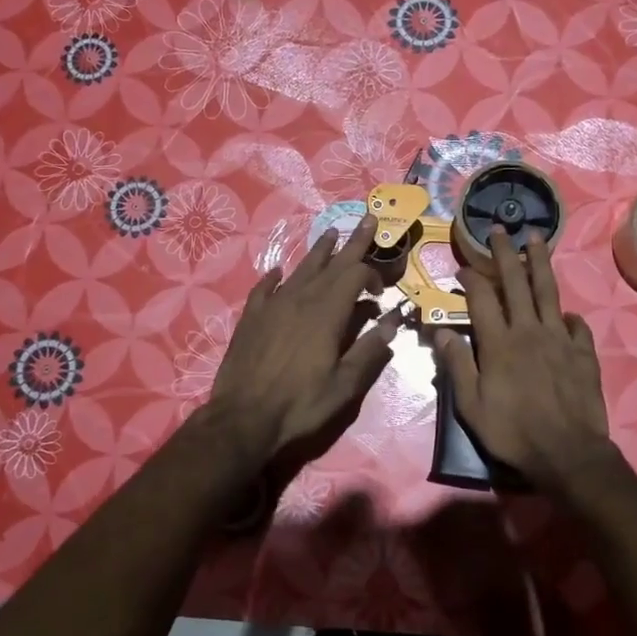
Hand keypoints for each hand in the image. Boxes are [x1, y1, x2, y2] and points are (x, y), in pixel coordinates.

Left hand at [205, 213, 401, 464]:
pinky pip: (265, 288)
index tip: (381, 292)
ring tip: (330, 234)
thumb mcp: (344, 385)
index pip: (356, 276)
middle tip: (367, 217)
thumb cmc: (300, 404)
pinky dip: (276, 277)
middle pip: (332, 264)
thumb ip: (369, 350)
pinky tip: (278, 272)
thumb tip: (392, 321)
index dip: (373, 276)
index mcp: (327, 313)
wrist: (243, 418)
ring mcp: (273, 305)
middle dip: (352, 242)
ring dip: (319, 252)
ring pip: (300, 269)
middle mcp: (301, 299)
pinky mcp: (252, 317)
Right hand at [434, 228, 614, 495]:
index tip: (463, 266)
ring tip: (537, 238)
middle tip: (501, 230)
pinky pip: (575, 324)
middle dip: (506, 254)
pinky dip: (568, 314)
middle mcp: (528, 331)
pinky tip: (564, 312)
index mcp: (498, 343)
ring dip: (540, 263)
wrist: (567, 453)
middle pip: (516, 283)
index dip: (471, 278)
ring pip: (548, 292)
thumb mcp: (471, 405)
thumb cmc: (512, 432)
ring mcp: (559, 339)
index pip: (481, 298)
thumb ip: (457, 365)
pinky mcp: (583, 352)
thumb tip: (439, 331)